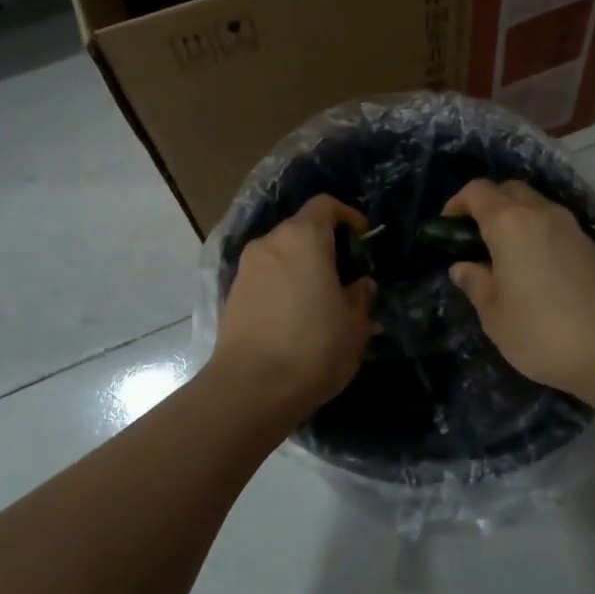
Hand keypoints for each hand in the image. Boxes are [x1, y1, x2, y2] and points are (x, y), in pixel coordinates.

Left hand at [212, 195, 376, 421]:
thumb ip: (360, 297)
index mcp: (304, 238)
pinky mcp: (231, 294)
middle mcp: (271, 242)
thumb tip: (361, 285)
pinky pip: (265, 277)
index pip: (325, 205)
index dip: (347, 215)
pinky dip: (282, 286)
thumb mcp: (354, 325)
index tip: (362, 239)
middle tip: (344, 275)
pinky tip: (294, 318)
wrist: (250, 388)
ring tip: (320, 301)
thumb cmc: (313, 347)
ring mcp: (247, 268)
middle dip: (324, 245)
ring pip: (281, 254)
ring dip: (301, 267)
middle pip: (301, 229)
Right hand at [444, 179, 594, 406]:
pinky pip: (553, 225)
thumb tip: (463, 266)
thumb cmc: (543, 331)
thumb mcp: (494, 314)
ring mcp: (570, 227)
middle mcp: (541, 213)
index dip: (457, 203)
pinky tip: (533, 269)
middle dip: (487, 205)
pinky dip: (536, 233)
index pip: (477, 191)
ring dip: (514, 219)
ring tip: (502, 256)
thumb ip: (475, 283)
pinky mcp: (590, 246)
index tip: (447, 229)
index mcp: (510, 223)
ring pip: (534, 205)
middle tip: (474, 240)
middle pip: (508, 190)